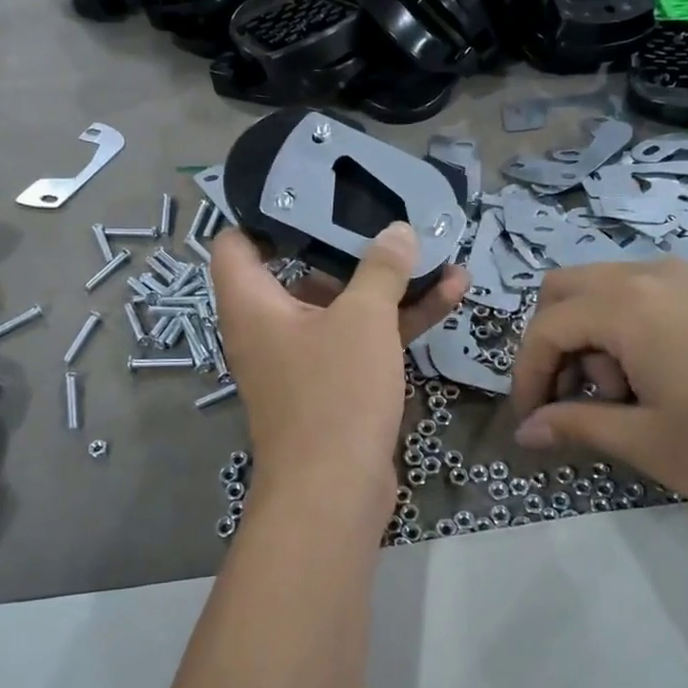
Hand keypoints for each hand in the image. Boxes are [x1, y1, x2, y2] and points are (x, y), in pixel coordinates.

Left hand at [212, 224, 468, 520]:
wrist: (335, 494)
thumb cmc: (334, 393)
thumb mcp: (363, 320)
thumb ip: (381, 269)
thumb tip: (398, 231)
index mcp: (253, 304)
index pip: (236, 243)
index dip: (265, 215)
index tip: (309, 193)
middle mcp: (270, 327)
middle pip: (303, 270)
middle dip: (349, 246)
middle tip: (387, 216)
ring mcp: (303, 358)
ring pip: (343, 307)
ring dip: (388, 284)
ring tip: (438, 254)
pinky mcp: (333, 385)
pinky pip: (361, 340)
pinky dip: (396, 321)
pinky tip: (450, 296)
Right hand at [509, 259, 687, 529]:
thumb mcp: (646, 441)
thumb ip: (575, 425)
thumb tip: (525, 430)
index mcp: (628, 305)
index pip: (547, 327)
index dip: (526, 373)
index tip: (530, 420)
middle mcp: (651, 275)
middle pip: (565, 290)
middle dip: (552, 343)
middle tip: (570, 397)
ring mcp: (687, 280)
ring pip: (603, 289)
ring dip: (589, 335)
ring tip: (623, 396)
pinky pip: (642, 294)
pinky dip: (623, 327)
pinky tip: (653, 378)